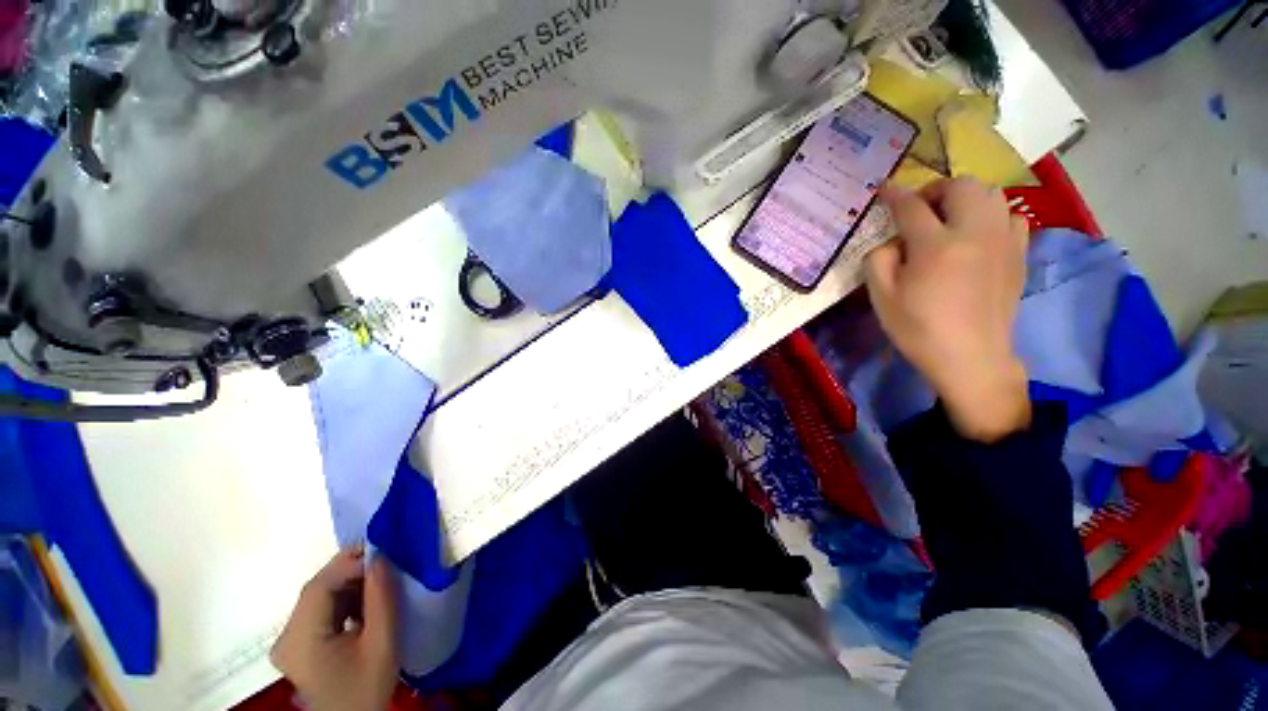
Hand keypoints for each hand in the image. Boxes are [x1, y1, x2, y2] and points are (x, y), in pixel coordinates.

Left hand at [271, 547, 398, 710]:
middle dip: (353, 570)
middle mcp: (286, 636)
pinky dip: (345, 598)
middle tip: (388, 560)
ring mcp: (290, 640)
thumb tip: (381, 556)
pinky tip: (367, 602)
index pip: (319, 586)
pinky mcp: (299, 643)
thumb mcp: (382, 643)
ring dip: (351, 583)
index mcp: (300, 640)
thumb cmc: (367, 686)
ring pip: (321, 595)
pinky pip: (322, 608)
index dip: (350, 562)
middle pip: (318, 589)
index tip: (385, 551)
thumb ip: (381, 598)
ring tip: (382, 580)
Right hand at [864, 178, 1030, 441]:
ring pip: (991, 194)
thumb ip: (878, 259)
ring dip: (965, 197)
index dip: (894, 195)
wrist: (970, 357)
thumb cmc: (918, 329)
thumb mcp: (882, 297)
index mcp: (936, 246)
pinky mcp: (1019, 253)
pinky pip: (1011, 215)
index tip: (884, 189)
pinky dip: (992, 214)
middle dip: (935, 189)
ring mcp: (1003, 241)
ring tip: (949, 216)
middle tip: (919, 207)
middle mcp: (975, 233)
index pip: (911, 206)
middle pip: (961, 187)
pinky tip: (978, 233)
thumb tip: (892, 241)